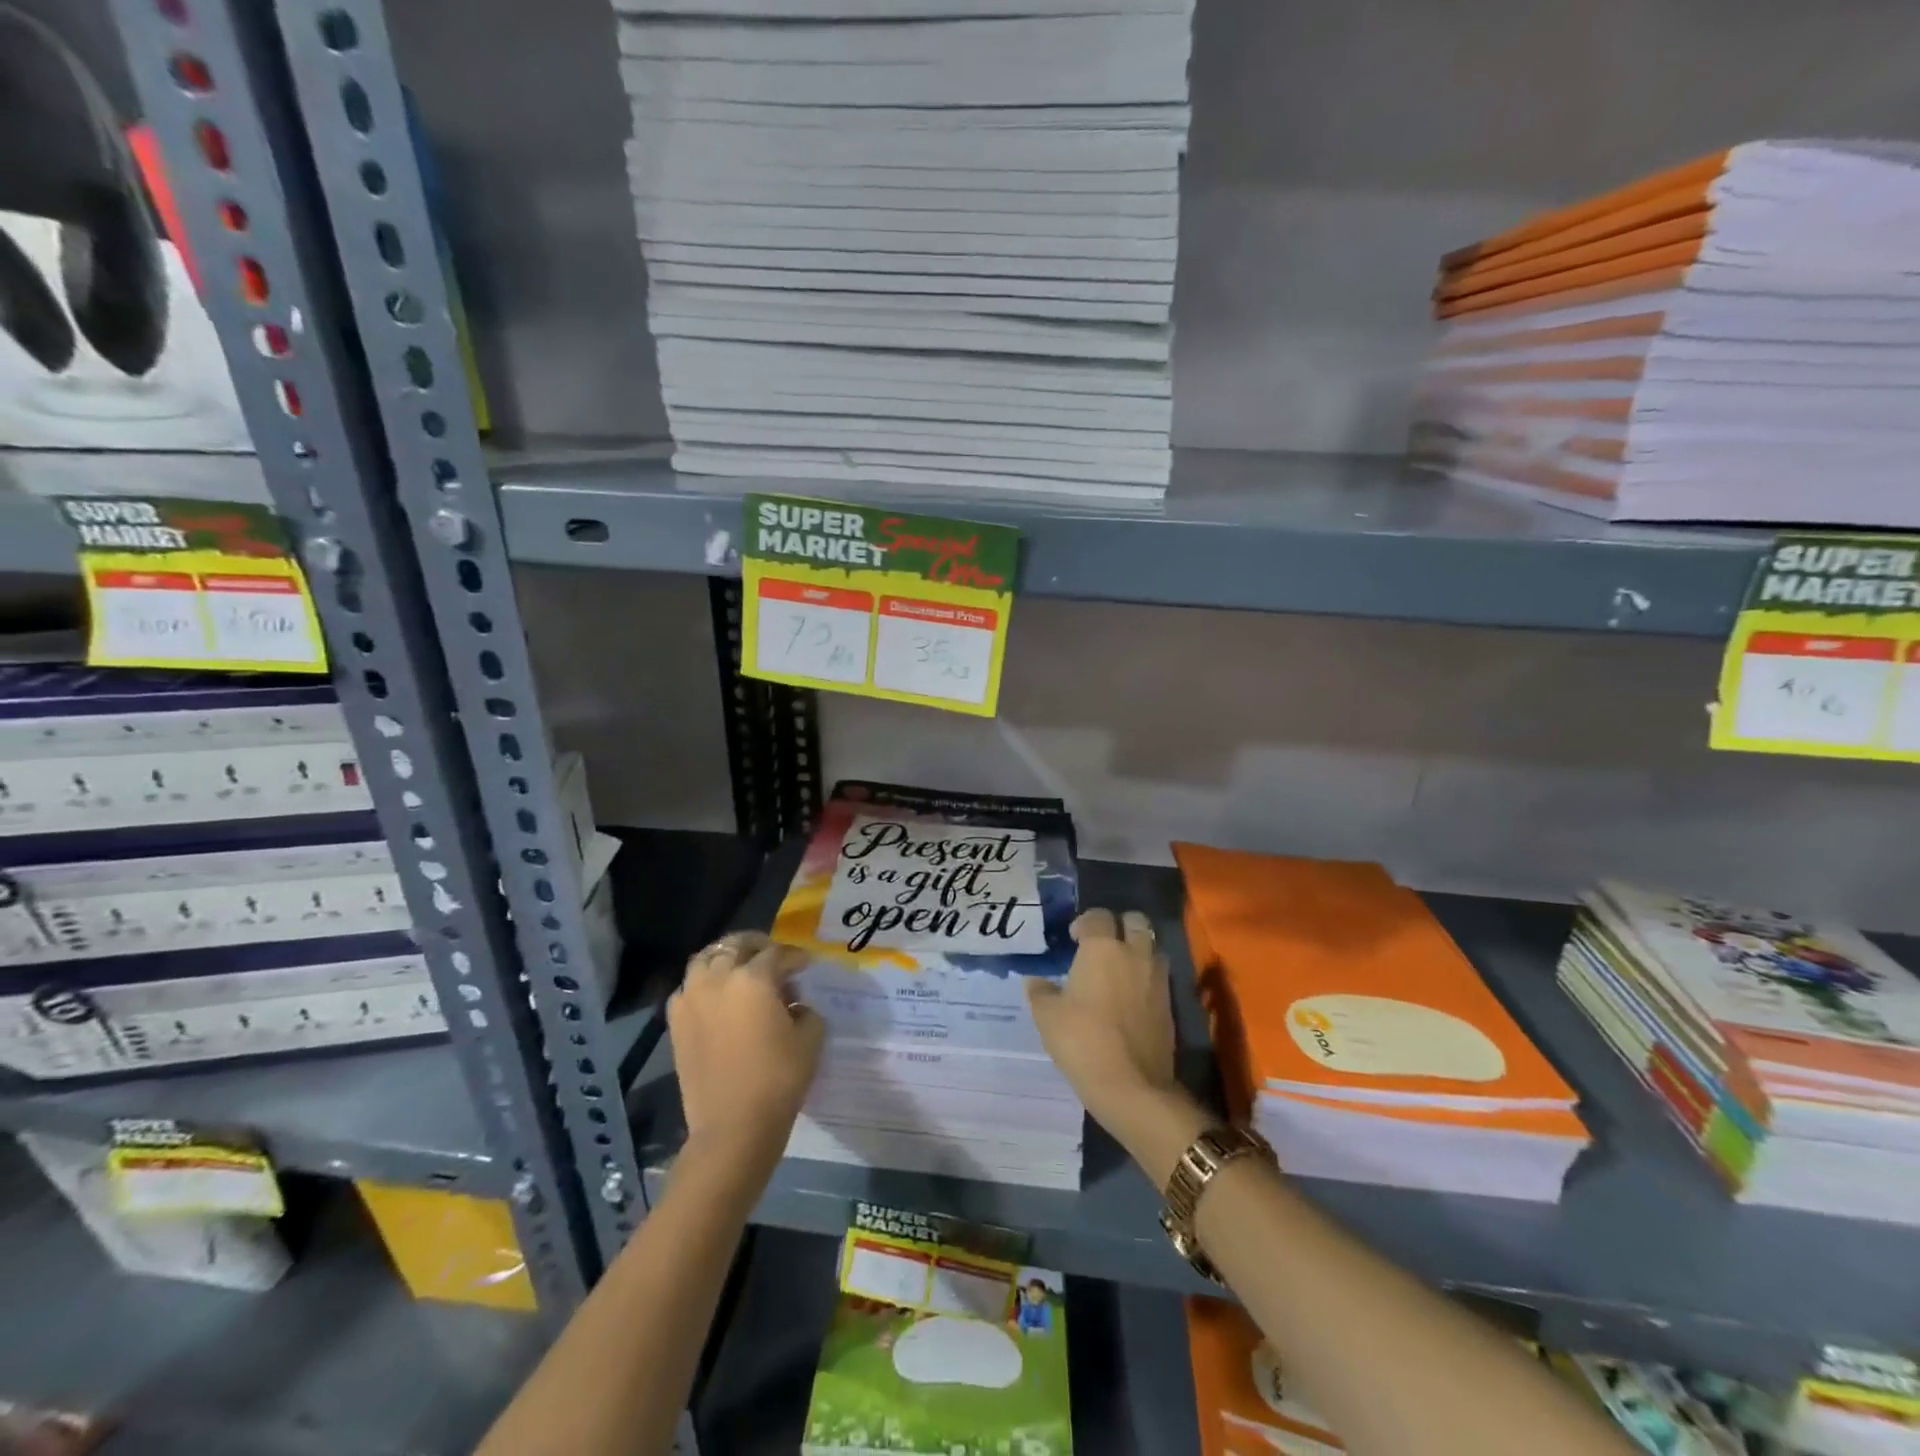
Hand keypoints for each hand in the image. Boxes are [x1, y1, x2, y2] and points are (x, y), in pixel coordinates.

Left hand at [668, 932, 823, 1174]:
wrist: (732, 1127)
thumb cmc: (778, 1079)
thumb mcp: (810, 1038)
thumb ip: (805, 1009)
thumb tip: (794, 1003)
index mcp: (753, 978)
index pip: (777, 953)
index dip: (795, 956)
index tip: (806, 964)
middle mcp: (718, 979)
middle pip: (735, 945)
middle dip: (758, 946)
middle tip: (774, 958)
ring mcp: (692, 999)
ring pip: (705, 959)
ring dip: (726, 958)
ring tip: (741, 970)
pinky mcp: (676, 1022)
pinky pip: (689, 987)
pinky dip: (703, 983)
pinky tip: (717, 998)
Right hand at [1025, 908, 1178, 1131]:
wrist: (1132, 1085)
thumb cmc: (1082, 1041)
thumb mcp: (1047, 1016)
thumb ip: (1041, 992)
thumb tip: (1035, 981)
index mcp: (1103, 948)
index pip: (1098, 917)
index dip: (1085, 922)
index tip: (1074, 938)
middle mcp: (1135, 954)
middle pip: (1135, 921)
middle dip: (1120, 925)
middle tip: (1102, 945)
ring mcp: (1157, 978)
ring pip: (1152, 946)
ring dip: (1138, 949)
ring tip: (1119, 969)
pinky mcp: (1169, 1004)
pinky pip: (1159, 975)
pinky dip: (1146, 976)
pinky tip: (1131, 996)